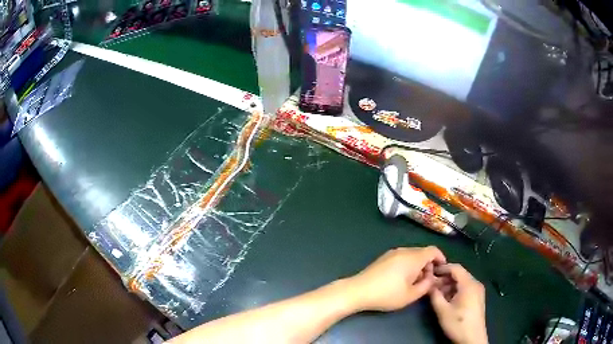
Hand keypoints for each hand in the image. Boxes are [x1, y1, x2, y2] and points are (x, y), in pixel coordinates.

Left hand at [345, 246, 445, 311]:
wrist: (358, 290)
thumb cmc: (387, 294)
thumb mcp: (411, 295)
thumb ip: (426, 286)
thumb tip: (431, 278)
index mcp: (413, 257)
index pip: (433, 250)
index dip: (441, 258)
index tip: (442, 270)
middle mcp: (404, 251)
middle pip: (423, 252)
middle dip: (428, 265)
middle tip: (427, 281)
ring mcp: (392, 253)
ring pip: (412, 255)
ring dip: (418, 266)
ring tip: (414, 282)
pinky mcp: (384, 258)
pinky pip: (402, 257)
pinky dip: (408, 265)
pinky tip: (402, 279)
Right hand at [430, 264, 487, 343]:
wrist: (473, 338)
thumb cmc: (458, 324)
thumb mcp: (443, 311)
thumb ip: (435, 296)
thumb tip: (429, 286)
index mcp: (469, 284)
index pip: (455, 268)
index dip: (442, 268)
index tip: (430, 272)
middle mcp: (475, 284)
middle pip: (459, 274)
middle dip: (445, 278)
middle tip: (432, 285)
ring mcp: (478, 291)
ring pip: (462, 281)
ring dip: (449, 285)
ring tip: (437, 294)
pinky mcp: (478, 297)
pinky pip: (466, 288)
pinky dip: (456, 290)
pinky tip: (447, 299)